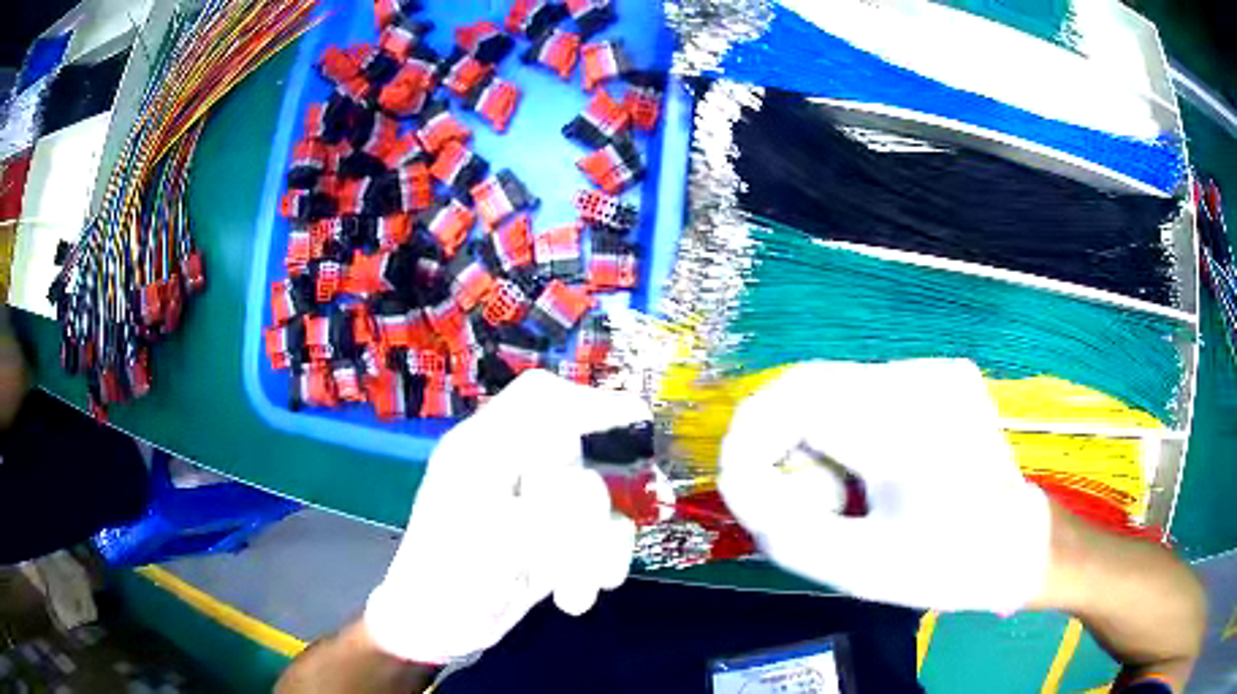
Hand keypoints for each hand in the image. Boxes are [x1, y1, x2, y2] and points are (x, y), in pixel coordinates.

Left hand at [365, 370, 649, 664]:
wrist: (437, 626)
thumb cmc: (443, 577)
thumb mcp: (487, 537)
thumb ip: (543, 506)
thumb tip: (594, 481)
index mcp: (482, 448)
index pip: (540, 399)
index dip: (588, 401)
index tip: (635, 421)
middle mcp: (513, 467)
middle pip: (577, 455)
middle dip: (584, 510)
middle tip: (574, 543)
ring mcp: (536, 502)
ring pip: (595, 499)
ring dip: (591, 550)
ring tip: (570, 592)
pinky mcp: (554, 533)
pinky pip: (603, 531)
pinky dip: (601, 561)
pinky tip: (582, 593)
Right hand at [718, 359, 1050, 612]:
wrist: (1019, 544)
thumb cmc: (948, 565)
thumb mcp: (858, 570)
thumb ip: (784, 531)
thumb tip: (741, 486)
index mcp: (909, 427)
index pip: (797, 400)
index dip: (750, 439)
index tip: (740, 488)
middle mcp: (920, 379)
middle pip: (808, 385)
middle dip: (776, 443)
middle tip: (781, 499)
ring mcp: (931, 371)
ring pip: (829, 388)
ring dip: (809, 440)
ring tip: (837, 495)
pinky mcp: (934, 376)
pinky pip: (858, 394)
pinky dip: (838, 433)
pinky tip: (864, 473)